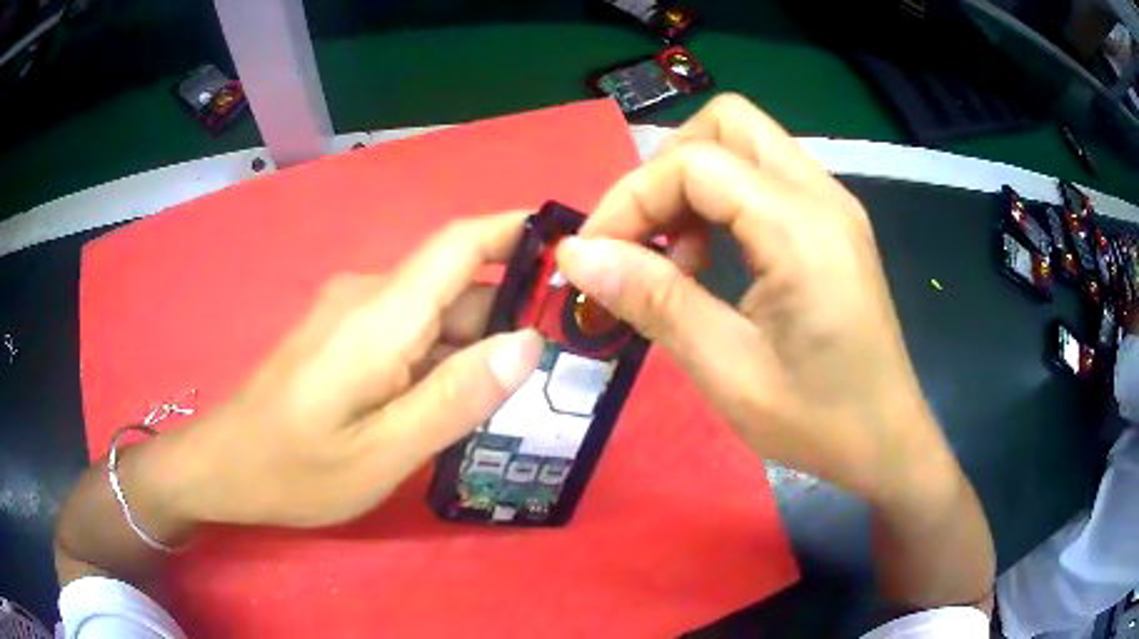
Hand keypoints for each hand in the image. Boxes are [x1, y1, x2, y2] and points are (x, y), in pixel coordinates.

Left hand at [162, 214, 543, 528]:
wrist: (224, 465)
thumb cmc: (296, 469)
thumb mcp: (383, 452)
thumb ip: (455, 397)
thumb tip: (528, 343)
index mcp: (381, 316)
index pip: (461, 244)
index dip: (518, 232)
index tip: (573, 249)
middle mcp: (368, 297)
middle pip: (456, 286)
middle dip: (511, 314)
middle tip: (564, 363)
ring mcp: (351, 315)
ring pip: (434, 314)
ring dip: (477, 344)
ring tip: (520, 393)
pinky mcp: (342, 336)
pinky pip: (408, 333)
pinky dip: (443, 358)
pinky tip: (458, 401)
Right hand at [555, 95, 949, 501]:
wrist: (886, 442)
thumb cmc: (816, 420)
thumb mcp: (727, 370)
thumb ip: (653, 301)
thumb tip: (577, 254)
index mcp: (801, 228)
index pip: (695, 163)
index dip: (631, 199)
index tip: (596, 255)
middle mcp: (822, 195)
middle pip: (726, 123)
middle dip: (668, 169)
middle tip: (644, 237)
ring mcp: (833, 204)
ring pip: (746, 143)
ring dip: (695, 183)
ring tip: (679, 256)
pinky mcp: (833, 223)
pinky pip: (766, 177)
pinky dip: (723, 199)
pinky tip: (715, 258)